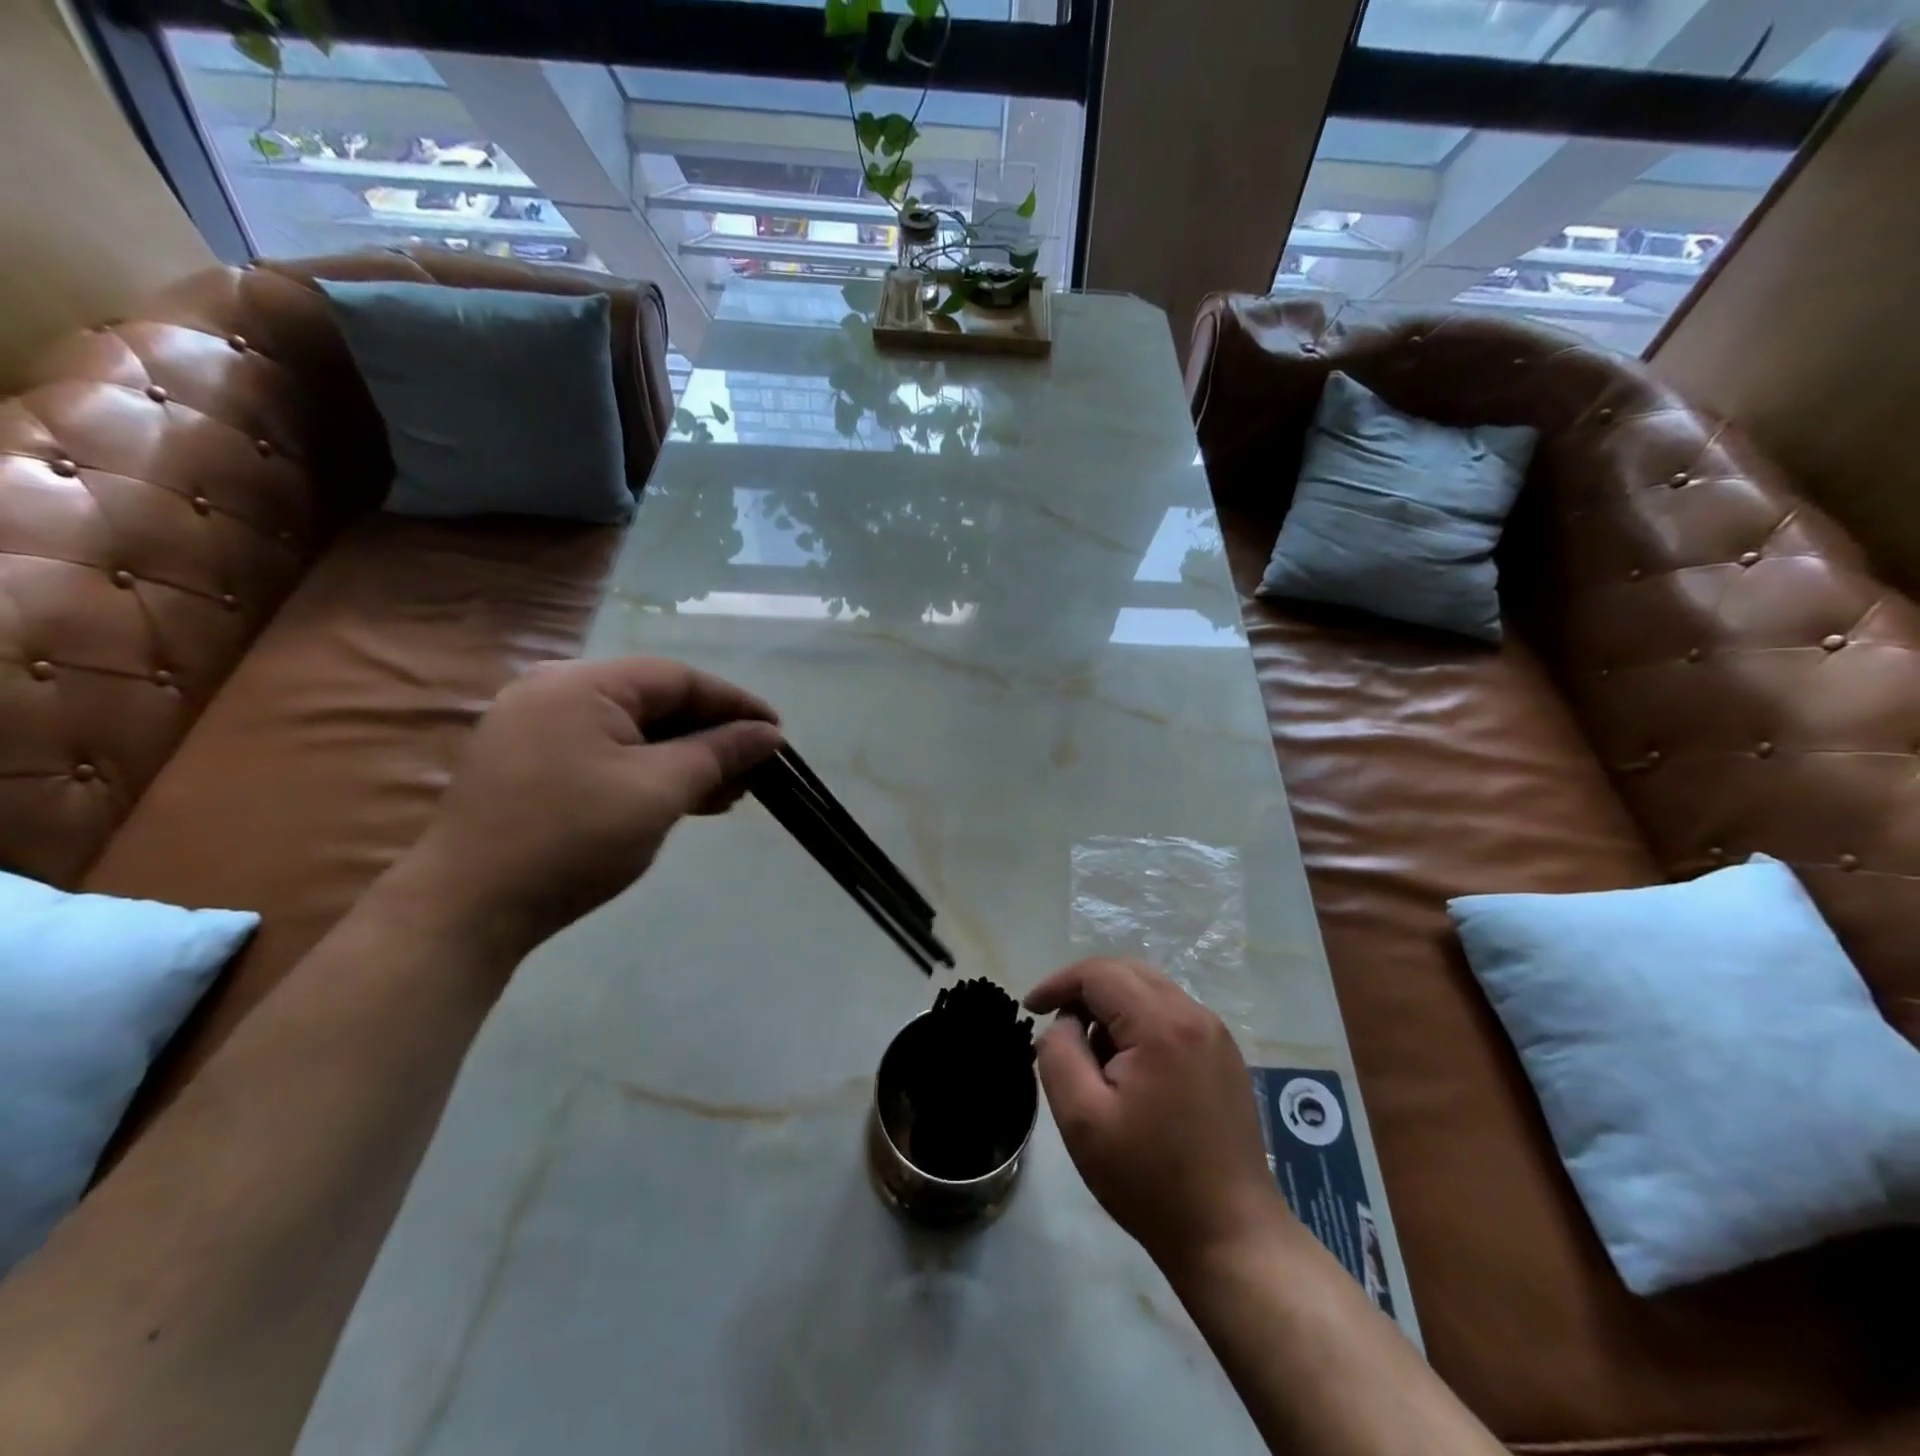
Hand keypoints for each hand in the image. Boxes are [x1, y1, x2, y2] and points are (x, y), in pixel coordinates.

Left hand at [403, 657, 782, 955]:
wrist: (466, 911)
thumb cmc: (572, 840)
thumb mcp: (659, 792)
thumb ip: (718, 753)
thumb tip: (768, 734)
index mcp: (581, 684)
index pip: (678, 679)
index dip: (735, 704)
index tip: (777, 733)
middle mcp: (555, 692)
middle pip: (655, 702)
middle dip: (711, 736)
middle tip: (756, 770)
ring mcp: (537, 728)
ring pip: (634, 731)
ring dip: (685, 758)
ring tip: (729, 792)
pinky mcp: (531, 764)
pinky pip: (607, 753)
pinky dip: (650, 772)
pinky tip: (685, 799)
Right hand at [1026, 958, 1285, 1274]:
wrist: (1231, 1236)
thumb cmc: (1149, 1179)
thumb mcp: (1081, 1118)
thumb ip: (1059, 1053)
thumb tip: (1066, 1023)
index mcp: (1162, 1024)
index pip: (1099, 973)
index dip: (1058, 983)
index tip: (1030, 1009)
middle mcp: (1195, 1015)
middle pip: (1127, 972)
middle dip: (1085, 990)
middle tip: (1057, 1026)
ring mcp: (1217, 1035)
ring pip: (1151, 991)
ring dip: (1113, 1006)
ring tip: (1092, 1054)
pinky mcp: (1225, 1057)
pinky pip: (1172, 1015)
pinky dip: (1140, 1023)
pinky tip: (1129, 1068)